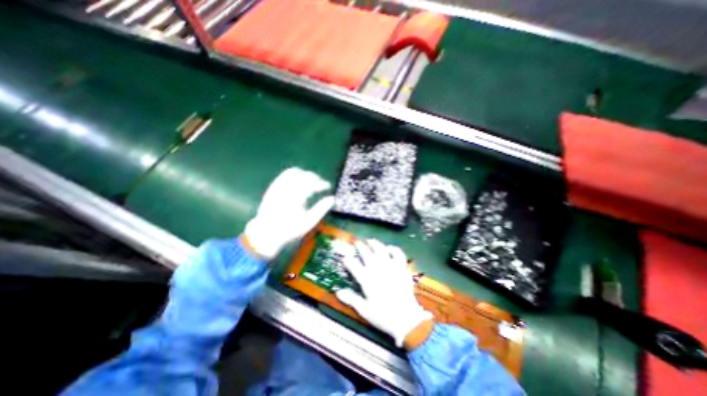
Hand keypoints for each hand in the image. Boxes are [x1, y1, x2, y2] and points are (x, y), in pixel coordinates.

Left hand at [245, 167, 333, 258]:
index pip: (311, 184)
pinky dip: (295, 175)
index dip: (321, 183)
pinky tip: (300, 182)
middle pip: (303, 175)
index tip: (328, 186)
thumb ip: (321, 209)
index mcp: (295, 198)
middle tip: (321, 183)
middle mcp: (285, 189)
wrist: (266, 234)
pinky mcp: (272, 188)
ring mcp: (277, 187)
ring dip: (304, 174)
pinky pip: (284, 175)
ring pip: (293, 172)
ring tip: (311, 181)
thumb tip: (332, 198)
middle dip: (314, 177)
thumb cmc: (290, 230)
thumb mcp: (309, 222)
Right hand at [334, 238, 430, 345]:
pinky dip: (393, 249)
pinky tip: (389, 248)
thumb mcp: (364, 310)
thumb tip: (338, 291)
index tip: (345, 258)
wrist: (406, 319)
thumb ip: (351, 299)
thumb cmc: (383, 316)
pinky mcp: (401, 268)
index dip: (348, 260)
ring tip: (370, 241)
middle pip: (366, 253)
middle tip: (357, 243)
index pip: (353, 265)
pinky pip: (398, 254)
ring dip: (374, 244)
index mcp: (366, 279)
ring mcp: (390, 267)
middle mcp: (377, 269)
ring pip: (381, 249)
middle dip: (360, 246)